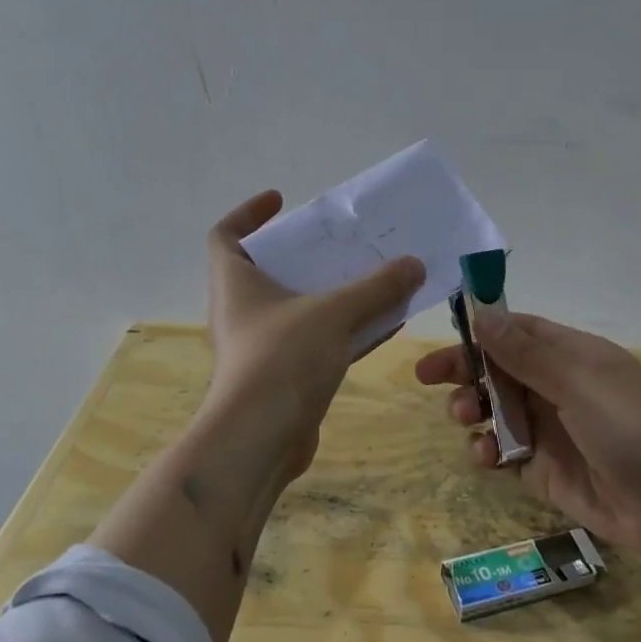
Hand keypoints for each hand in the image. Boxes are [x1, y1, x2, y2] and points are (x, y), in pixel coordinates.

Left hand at [206, 190, 424, 479]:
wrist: (261, 441)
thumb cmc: (282, 360)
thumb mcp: (334, 313)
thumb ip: (376, 287)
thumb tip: (414, 264)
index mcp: (235, 283)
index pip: (226, 235)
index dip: (249, 213)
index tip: (281, 200)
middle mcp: (244, 311)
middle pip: (270, 269)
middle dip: (306, 254)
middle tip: (342, 242)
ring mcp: (264, 346)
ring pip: (301, 308)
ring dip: (333, 293)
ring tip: (373, 277)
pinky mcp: (285, 376)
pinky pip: (318, 341)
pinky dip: (346, 330)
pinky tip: (385, 325)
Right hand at [415, 312, 640, 562]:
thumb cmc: (632, 426)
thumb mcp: (578, 380)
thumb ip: (525, 352)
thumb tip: (482, 314)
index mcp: (571, 356)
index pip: (516, 332)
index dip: (478, 332)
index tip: (442, 338)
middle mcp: (557, 388)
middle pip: (498, 371)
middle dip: (465, 372)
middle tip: (431, 379)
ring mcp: (549, 430)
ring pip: (496, 411)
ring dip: (472, 411)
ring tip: (465, 419)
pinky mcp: (544, 470)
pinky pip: (504, 452)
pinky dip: (487, 451)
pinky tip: (485, 456)